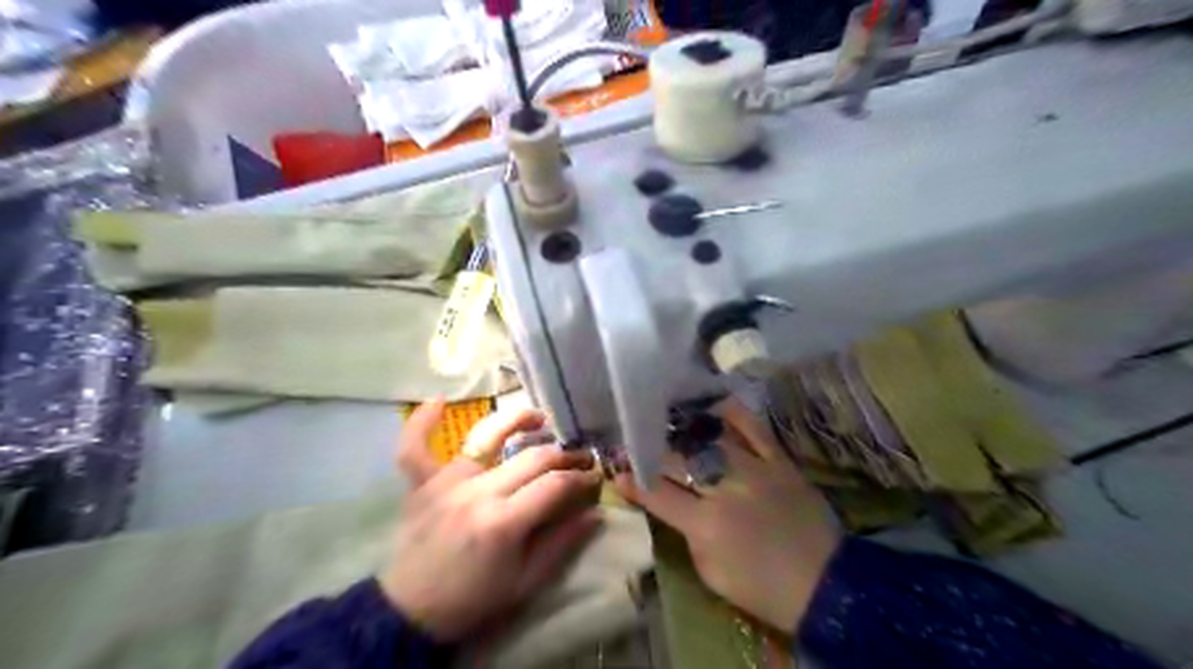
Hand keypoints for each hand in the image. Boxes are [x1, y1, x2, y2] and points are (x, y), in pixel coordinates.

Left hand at [385, 401, 607, 639]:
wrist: (412, 612)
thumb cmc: (474, 599)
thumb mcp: (526, 581)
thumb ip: (563, 542)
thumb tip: (597, 512)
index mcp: (503, 522)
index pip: (554, 485)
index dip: (580, 478)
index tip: (594, 477)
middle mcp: (476, 492)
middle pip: (530, 457)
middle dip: (563, 454)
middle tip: (579, 457)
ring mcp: (446, 483)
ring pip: (485, 436)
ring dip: (516, 420)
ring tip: (539, 418)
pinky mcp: (422, 484)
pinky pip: (415, 447)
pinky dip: (423, 422)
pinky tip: (439, 401)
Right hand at [614, 401, 836, 634]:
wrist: (825, 583)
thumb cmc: (762, 588)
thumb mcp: (712, 573)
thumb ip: (687, 534)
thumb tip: (672, 505)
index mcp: (704, 523)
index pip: (657, 493)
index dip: (633, 481)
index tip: (618, 471)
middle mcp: (725, 488)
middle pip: (678, 459)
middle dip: (652, 450)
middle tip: (638, 441)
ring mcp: (754, 469)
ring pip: (710, 438)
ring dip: (684, 428)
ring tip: (668, 418)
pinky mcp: (779, 461)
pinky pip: (754, 428)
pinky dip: (733, 413)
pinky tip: (713, 405)